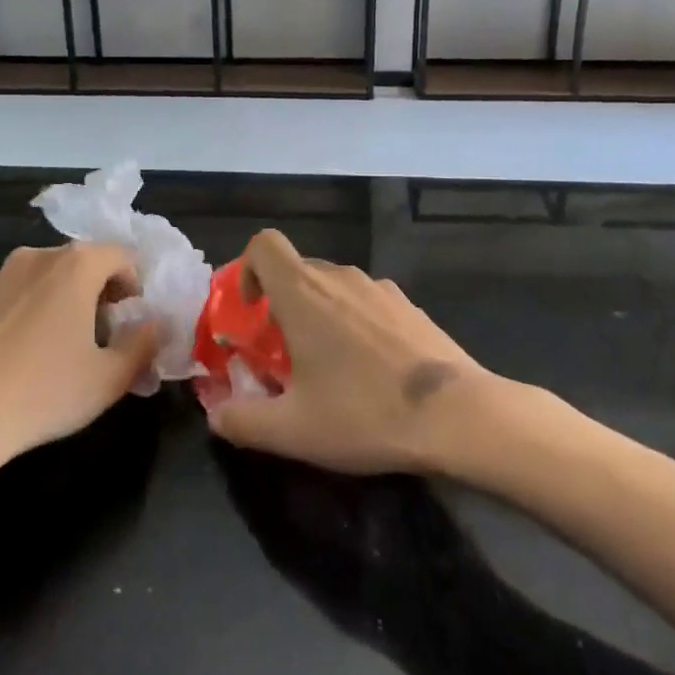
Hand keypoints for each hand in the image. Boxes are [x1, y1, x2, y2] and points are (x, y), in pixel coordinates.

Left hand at [0, 243, 161, 481]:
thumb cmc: (44, 391)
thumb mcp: (110, 377)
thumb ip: (144, 344)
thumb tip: (157, 325)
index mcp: (76, 264)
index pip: (123, 256)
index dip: (136, 287)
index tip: (132, 323)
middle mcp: (37, 256)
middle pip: (84, 263)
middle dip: (102, 294)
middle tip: (104, 340)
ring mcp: (0, 276)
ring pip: (49, 278)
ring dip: (66, 302)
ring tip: (64, 350)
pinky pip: (19, 295)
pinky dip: (33, 312)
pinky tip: (25, 357)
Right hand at [205, 229, 489, 474]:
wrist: (458, 415)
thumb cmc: (365, 412)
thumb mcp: (292, 430)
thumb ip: (241, 421)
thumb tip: (216, 416)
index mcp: (304, 292)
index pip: (264, 244)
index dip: (248, 269)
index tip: (253, 312)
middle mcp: (341, 277)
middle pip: (297, 270)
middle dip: (282, 305)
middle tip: (285, 356)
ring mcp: (381, 288)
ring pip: (334, 288)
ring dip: (320, 315)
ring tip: (330, 368)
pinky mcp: (411, 306)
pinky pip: (367, 303)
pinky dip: (356, 324)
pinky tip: (373, 370)